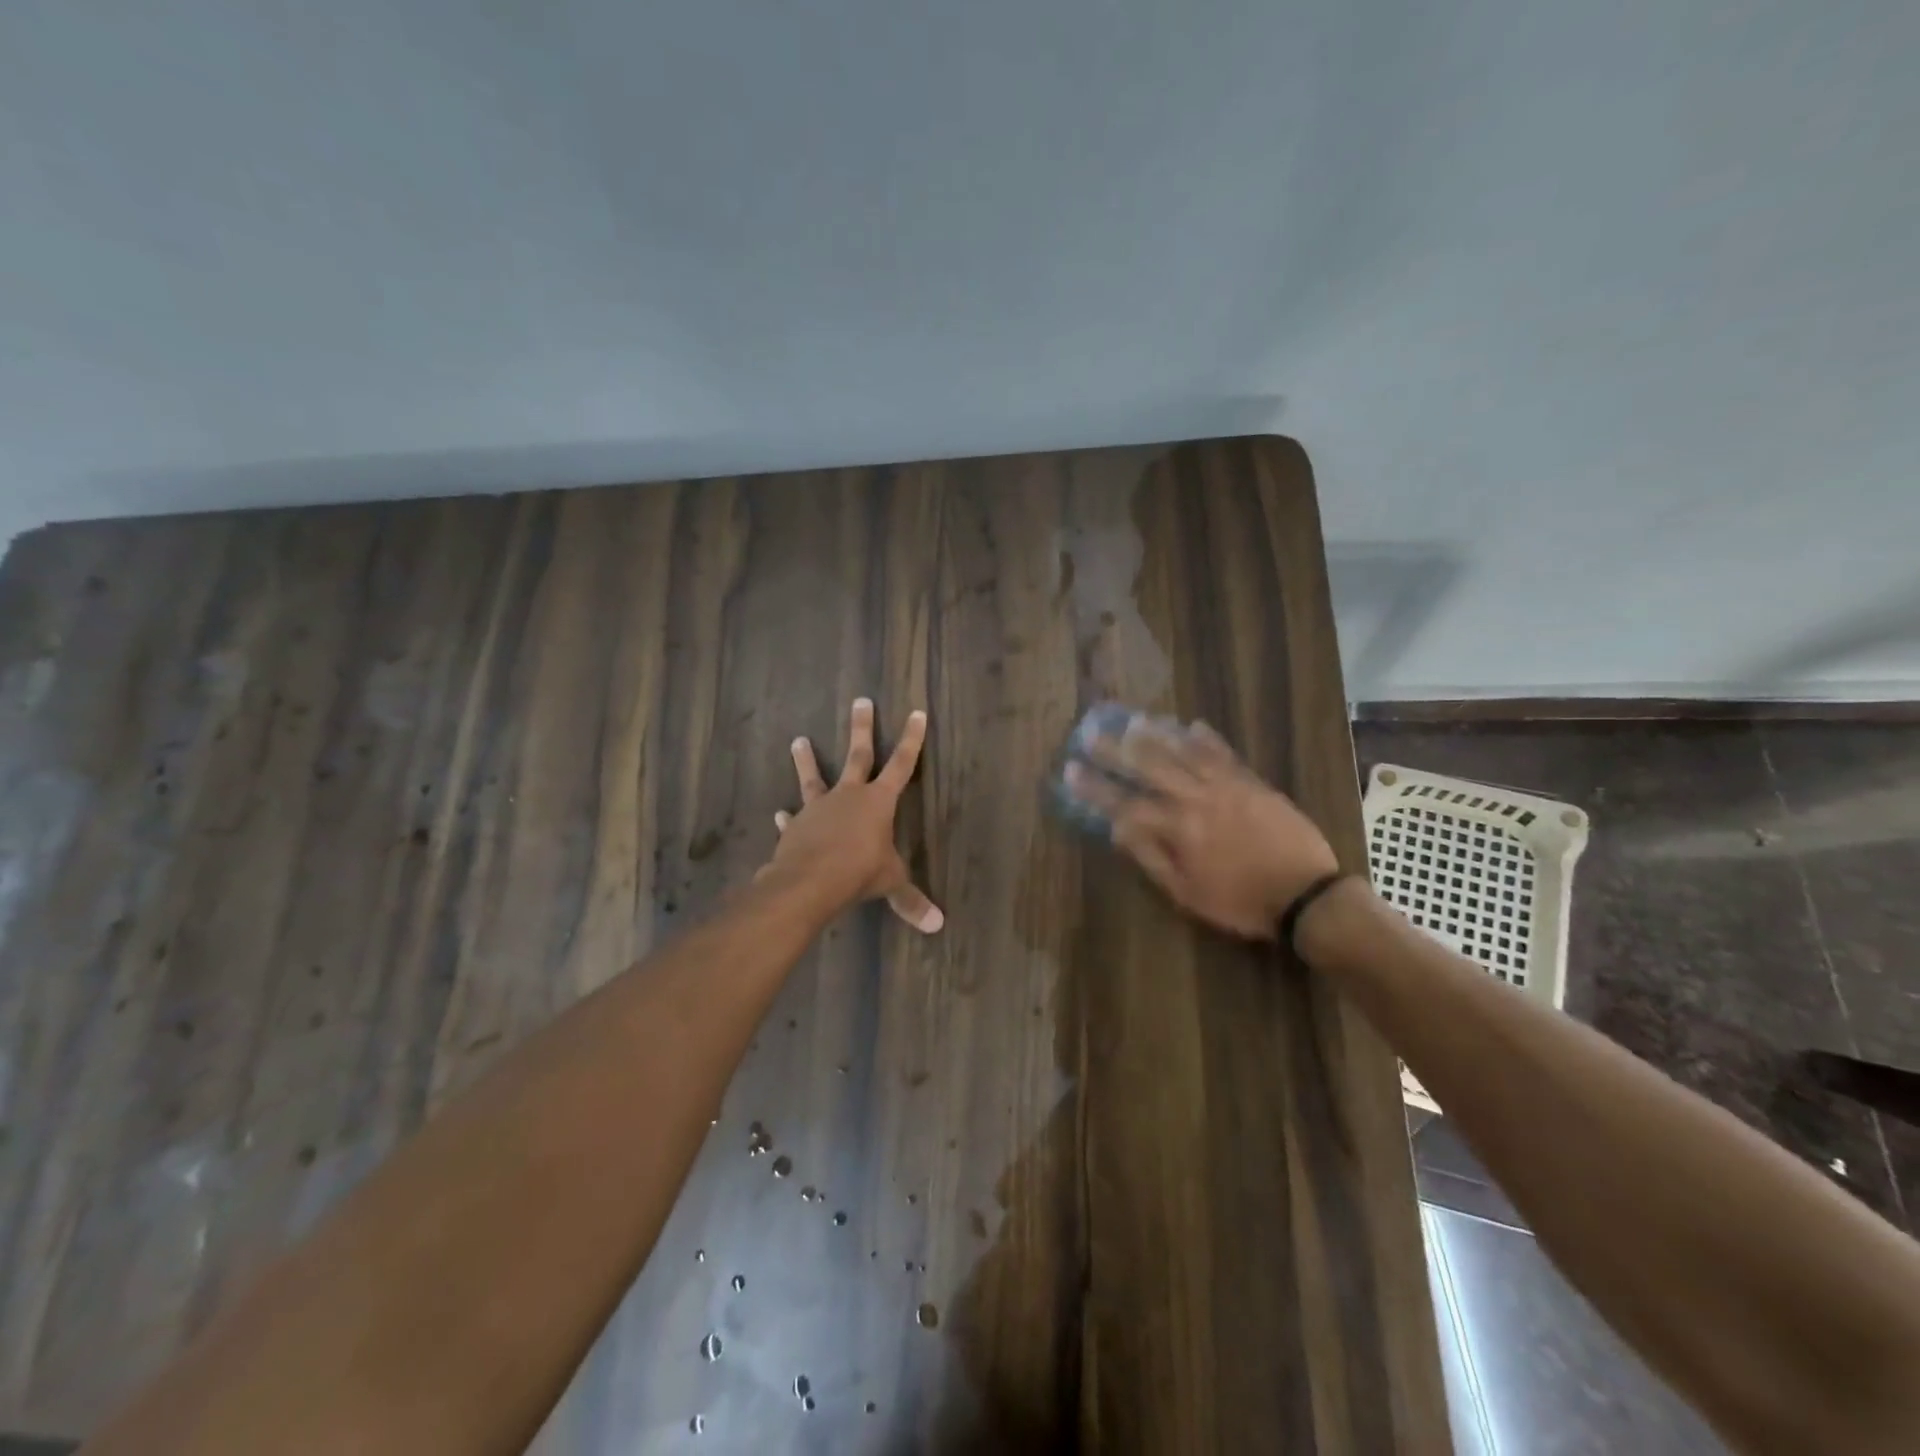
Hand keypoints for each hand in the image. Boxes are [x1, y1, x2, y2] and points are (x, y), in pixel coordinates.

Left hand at [761, 698, 943, 932]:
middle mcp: (848, 796)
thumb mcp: (890, 884)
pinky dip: (790, 818)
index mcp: (878, 802)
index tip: (916, 713)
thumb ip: (910, 900)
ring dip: (807, 759)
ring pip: (814, 777)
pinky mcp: (796, 827)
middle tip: (861, 700)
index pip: (902, 764)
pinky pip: (794, 819)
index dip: (911, 739)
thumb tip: (937, 925)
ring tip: (798, 740)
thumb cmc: (858, 873)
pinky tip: (781, 816)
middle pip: (858, 755)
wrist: (808, 882)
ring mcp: (819, 808)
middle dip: (862, 728)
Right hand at [1064, 718, 1337, 938]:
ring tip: (1132, 719)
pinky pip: (1224, 754)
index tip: (1070, 770)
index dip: (1095, 787)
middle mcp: (1196, 798)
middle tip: (1091, 732)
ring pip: (1184, 752)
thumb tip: (1120, 829)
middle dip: (1116, 750)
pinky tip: (1192, 724)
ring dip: (1156, 734)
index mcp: (1178, 829)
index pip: (1125, 803)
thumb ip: (1152, 857)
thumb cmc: (1240, 902)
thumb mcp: (1187, 894)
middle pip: (1149, 767)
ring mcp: (1227, 786)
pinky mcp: (1252, 782)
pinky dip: (1207, 738)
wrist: (1306, 895)